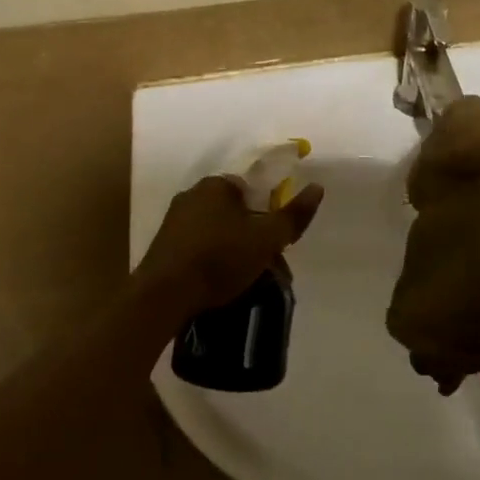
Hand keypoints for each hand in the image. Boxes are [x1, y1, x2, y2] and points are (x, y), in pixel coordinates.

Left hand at [133, 174, 324, 314]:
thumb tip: (318, 188)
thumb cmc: (220, 258)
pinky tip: (214, 282)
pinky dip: (207, 260)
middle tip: (261, 262)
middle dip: (248, 233)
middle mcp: (191, 195)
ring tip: (239, 277)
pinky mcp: (161, 247)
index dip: (266, 213)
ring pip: (213, 230)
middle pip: (232, 211)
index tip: (273, 240)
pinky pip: (194, 247)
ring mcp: (173, 221)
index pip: (250, 190)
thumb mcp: (266, 239)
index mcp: (216, 185)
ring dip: (227, 248)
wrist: (164, 295)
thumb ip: (293, 216)